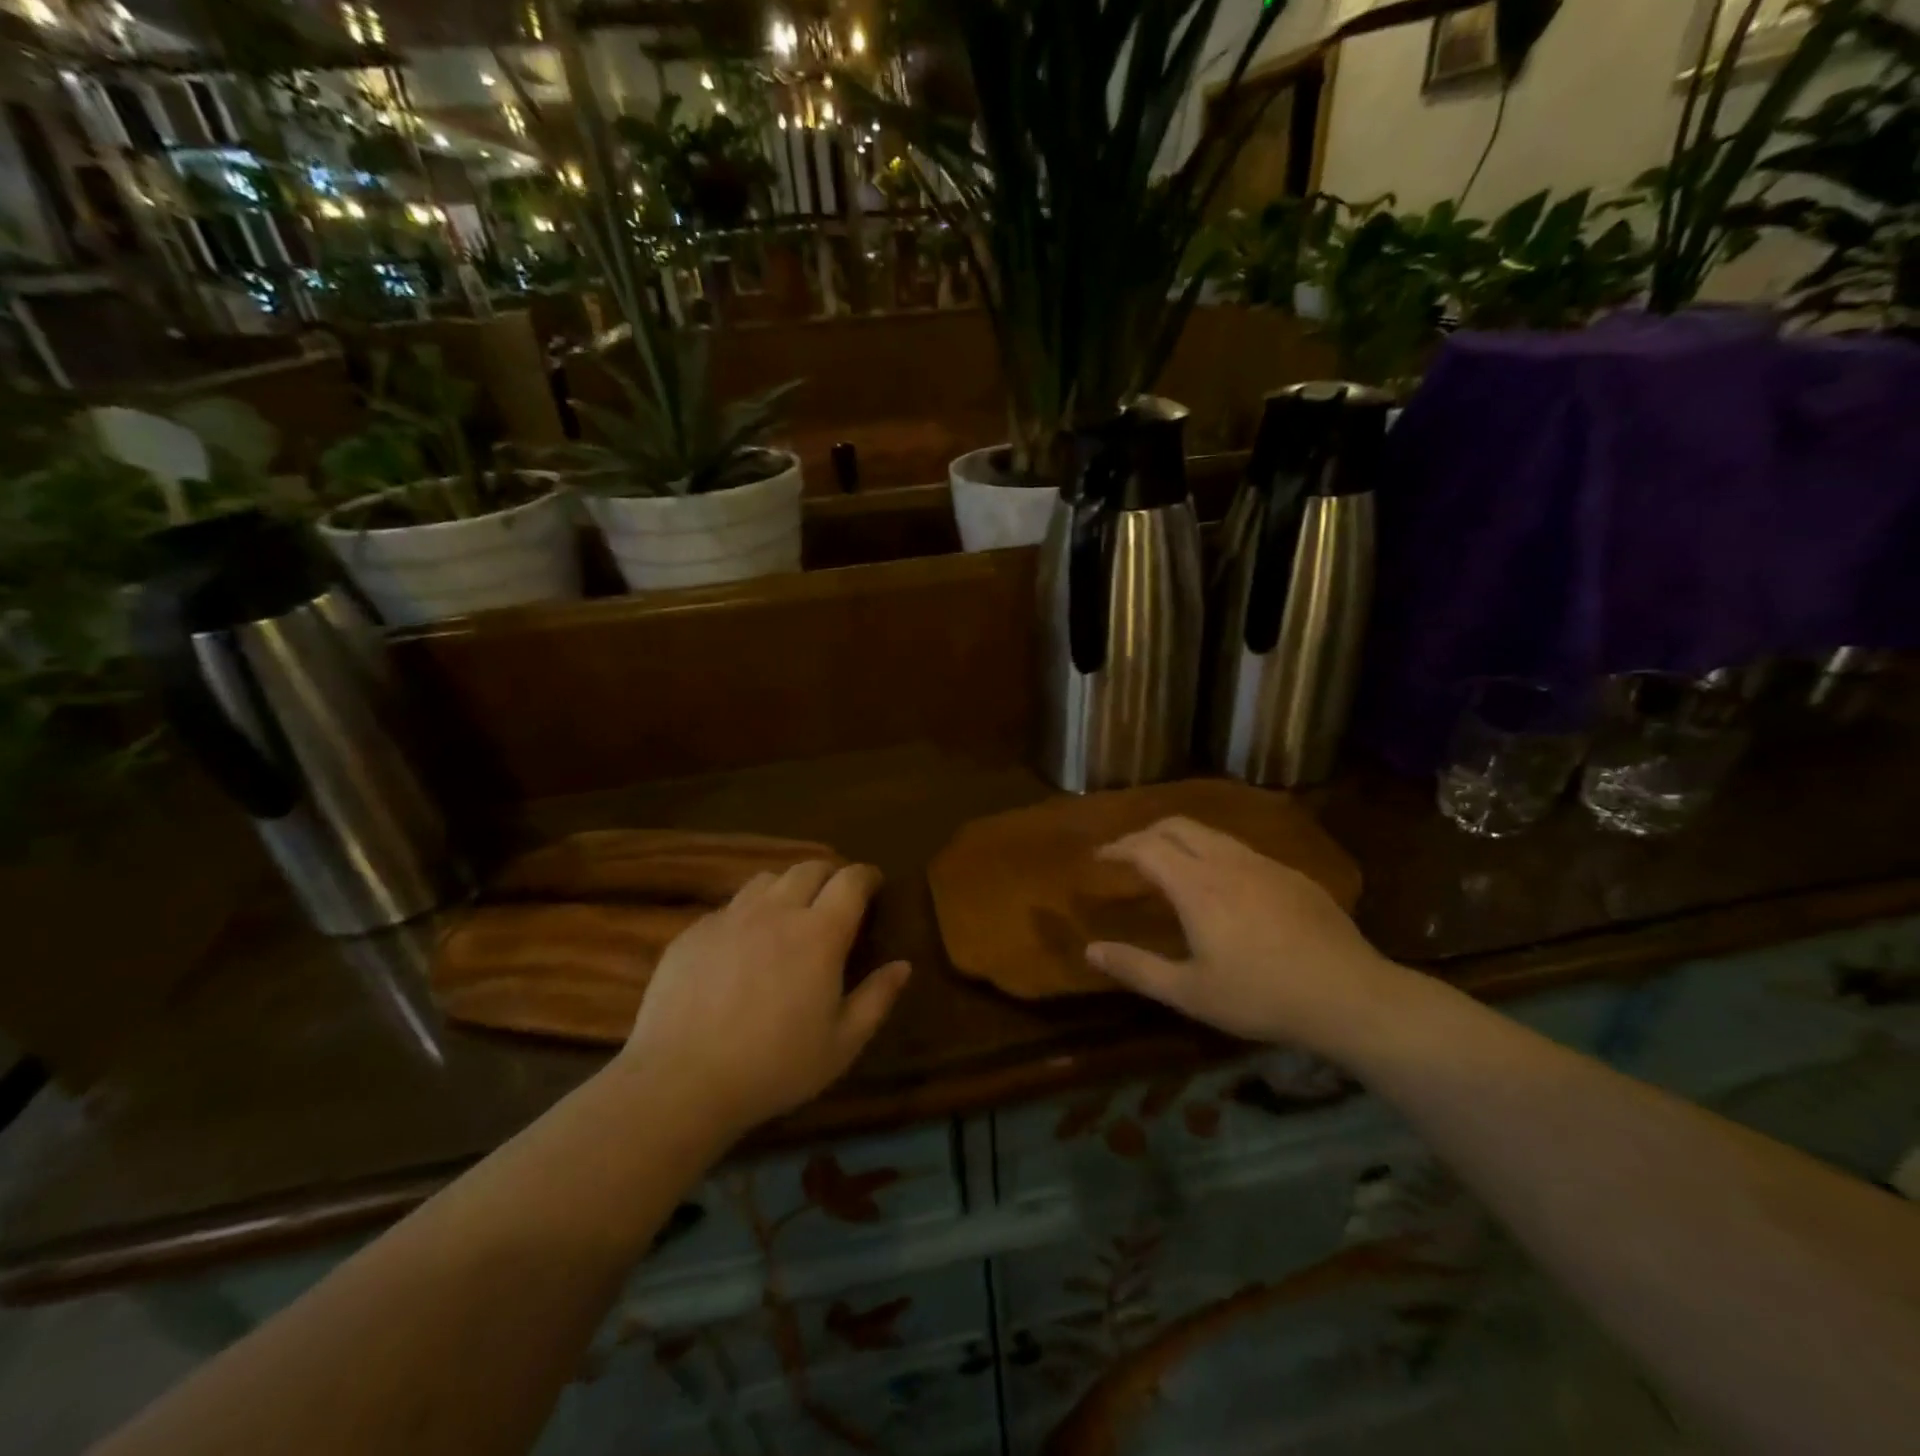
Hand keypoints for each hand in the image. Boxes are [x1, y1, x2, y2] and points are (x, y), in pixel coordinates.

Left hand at [618, 861, 910, 1139]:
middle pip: (809, 868)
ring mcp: (730, 918)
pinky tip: (743, 944)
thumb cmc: (773, 1067)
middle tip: (835, 897)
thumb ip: (876, 999)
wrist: (681, 1081)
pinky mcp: (694, 932)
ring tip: (789, 912)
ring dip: (788, 887)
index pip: (851, 880)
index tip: (874, 884)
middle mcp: (777, 911)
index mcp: (820, 933)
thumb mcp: (841, 1045)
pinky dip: (748, 913)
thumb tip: (902, 966)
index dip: (867, 876)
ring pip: (767, 880)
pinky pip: (730, 906)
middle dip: (830, 874)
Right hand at [1087, 817, 1408, 1055]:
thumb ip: (1136, 968)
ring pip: (1212, 834)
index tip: (1099, 856)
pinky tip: (1225, 887)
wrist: (1350, 995)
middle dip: (1146, 832)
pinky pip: (1242, 851)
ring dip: (1182, 840)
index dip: (1117, 847)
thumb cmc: (1260, 996)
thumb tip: (1090, 950)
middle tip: (1129, 854)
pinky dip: (1215, 854)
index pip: (1145, 847)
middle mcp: (1227, 861)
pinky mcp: (1293, 876)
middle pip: (1177, 826)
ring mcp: (1264, 864)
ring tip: (1171, 865)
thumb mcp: (1190, 992)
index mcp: (1196, 885)